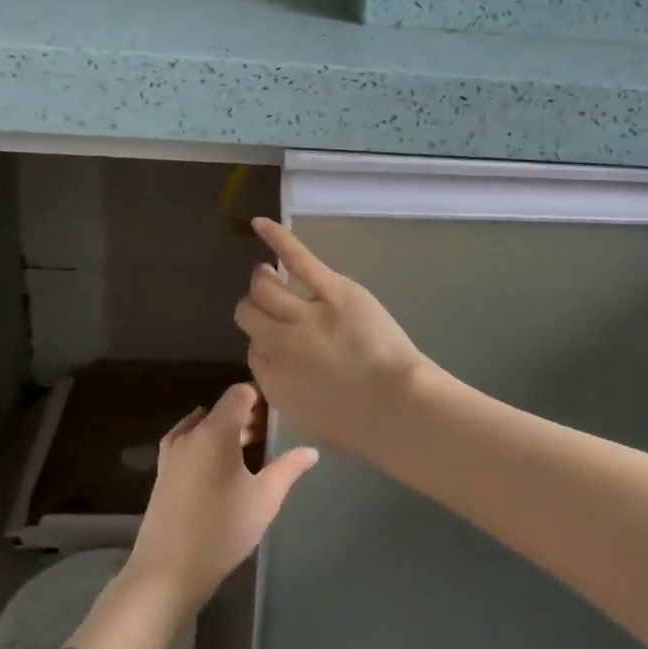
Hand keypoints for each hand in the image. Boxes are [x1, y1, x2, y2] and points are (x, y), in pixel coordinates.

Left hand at [122, 382, 316, 618]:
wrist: (167, 572)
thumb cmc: (223, 529)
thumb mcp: (265, 498)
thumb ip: (289, 468)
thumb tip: (311, 451)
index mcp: (215, 431)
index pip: (239, 394)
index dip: (261, 397)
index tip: (280, 413)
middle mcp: (191, 434)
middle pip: (222, 409)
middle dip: (247, 416)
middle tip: (272, 434)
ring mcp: (172, 454)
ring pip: (203, 426)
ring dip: (226, 431)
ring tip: (250, 449)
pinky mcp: (162, 475)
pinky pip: (188, 444)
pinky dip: (205, 444)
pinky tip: (217, 464)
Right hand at [235, 217, 431, 453]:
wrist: (398, 408)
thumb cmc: (364, 425)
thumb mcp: (310, 420)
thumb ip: (288, 392)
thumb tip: (283, 370)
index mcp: (272, 381)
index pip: (252, 352)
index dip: (265, 343)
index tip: (278, 342)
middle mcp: (278, 344)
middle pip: (249, 314)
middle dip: (256, 308)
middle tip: (270, 303)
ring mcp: (303, 314)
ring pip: (263, 286)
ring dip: (263, 280)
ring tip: (269, 273)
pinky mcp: (331, 290)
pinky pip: (296, 258)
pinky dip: (276, 238)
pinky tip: (260, 223)